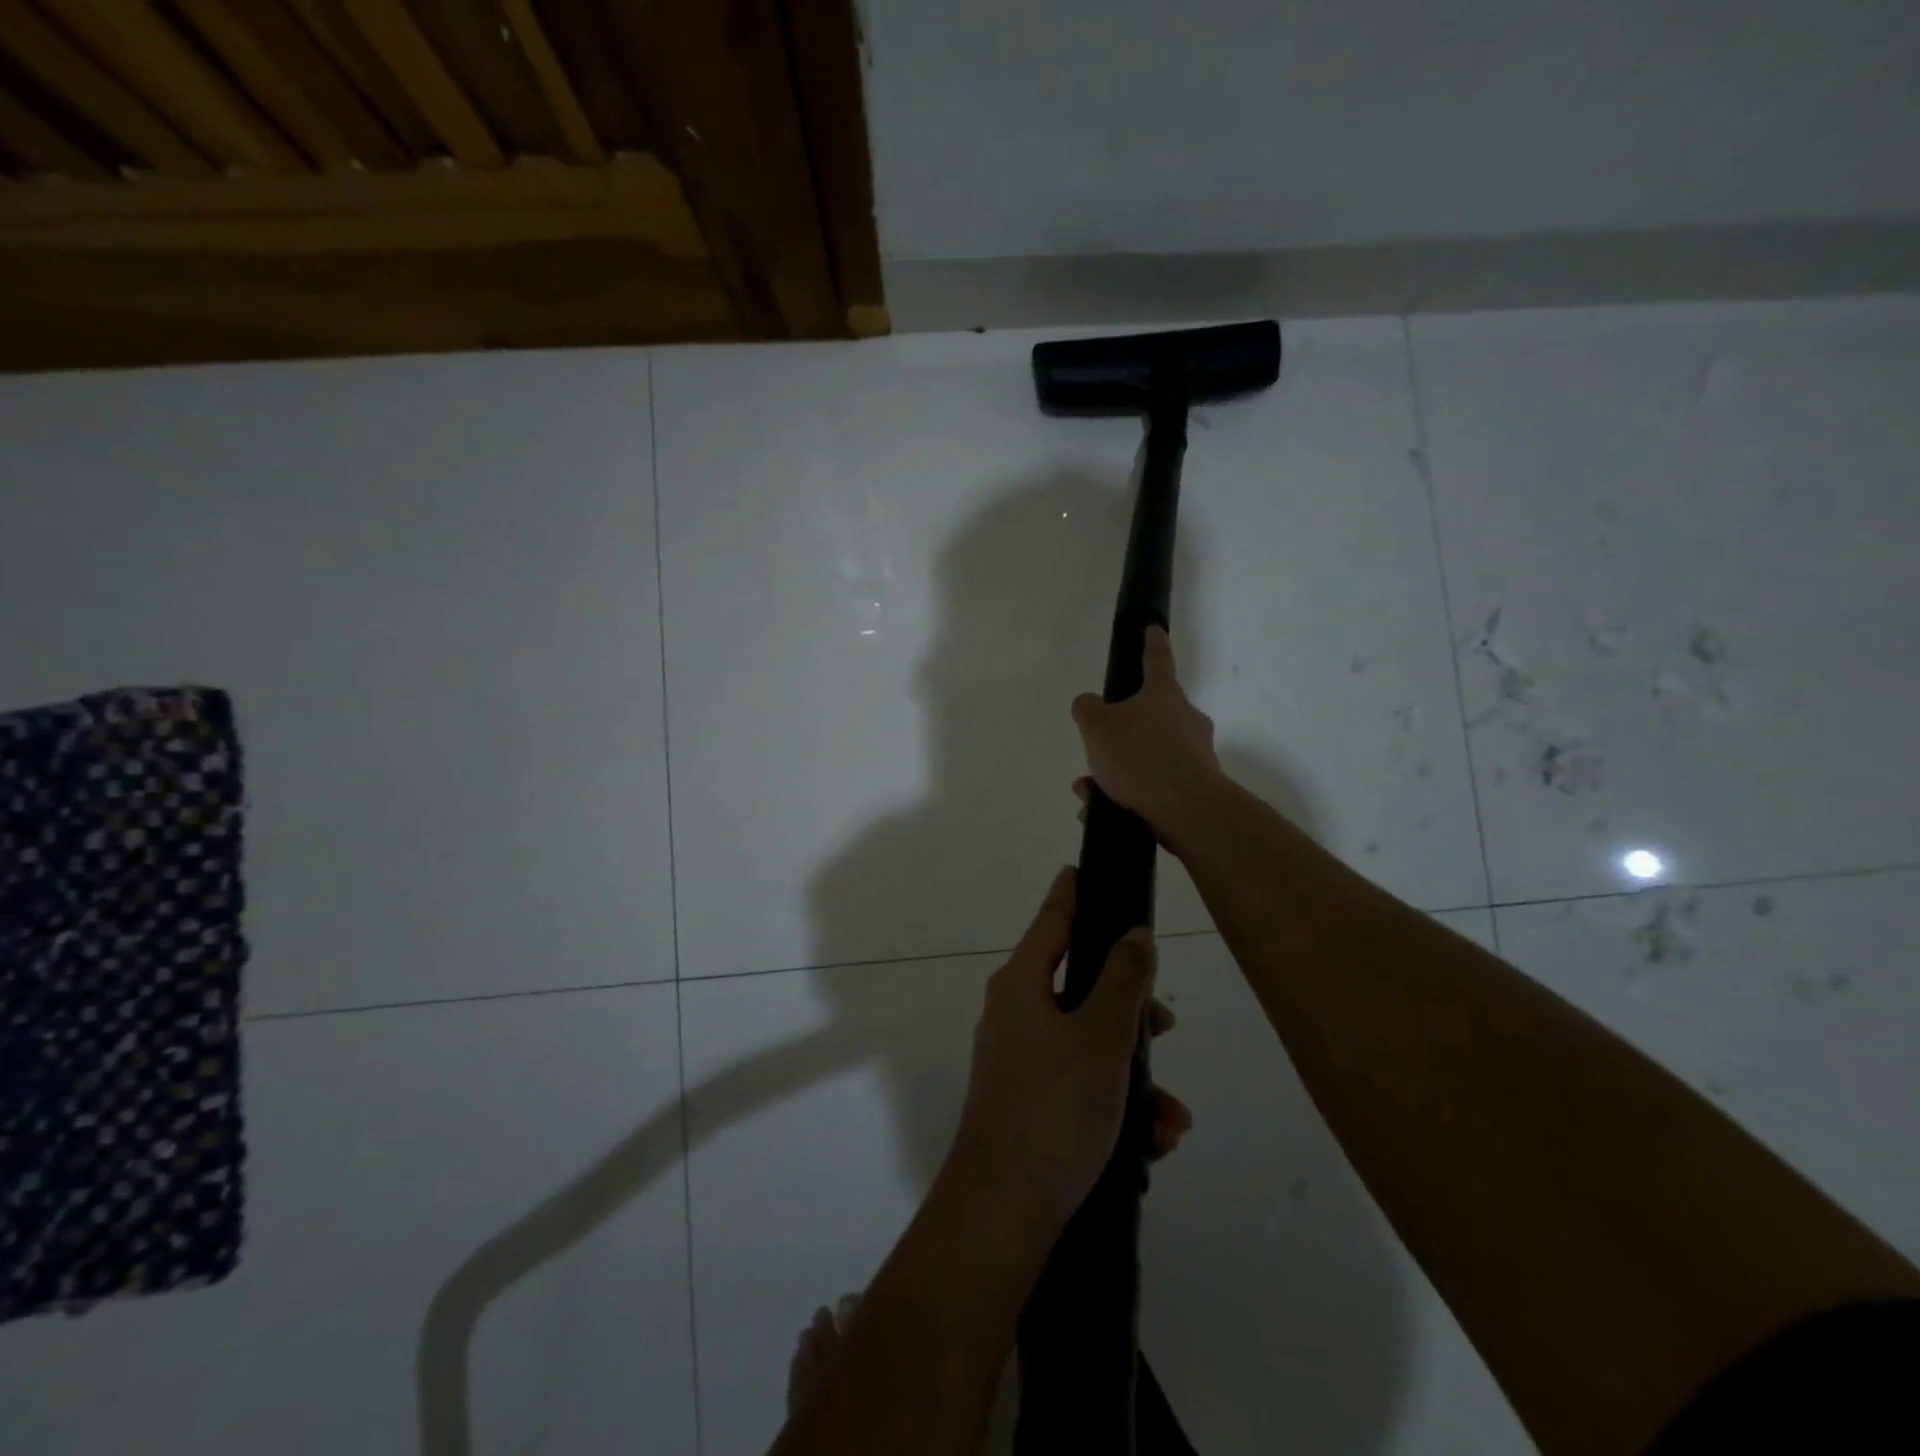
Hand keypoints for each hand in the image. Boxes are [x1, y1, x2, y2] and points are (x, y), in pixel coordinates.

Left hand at [946, 868, 1190, 1235]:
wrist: (1005, 1209)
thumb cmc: (1054, 1106)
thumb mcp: (1101, 1037)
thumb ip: (1124, 980)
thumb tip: (1134, 934)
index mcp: (1023, 983)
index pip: (1053, 918)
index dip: (1075, 891)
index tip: (1090, 867)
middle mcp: (1016, 1012)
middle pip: (1081, 984)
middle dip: (1130, 1007)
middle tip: (1165, 1026)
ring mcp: (1021, 1058)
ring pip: (1090, 1042)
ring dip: (1135, 1072)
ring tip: (1171, 1116)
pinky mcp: (1031, 1101)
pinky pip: (1082, 1084)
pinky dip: (1118, 1103)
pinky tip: (1154, 1141)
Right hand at [1071, 626, 1225, 851]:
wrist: (1187, 810)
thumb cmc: (1140, 756)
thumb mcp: (1097, 727)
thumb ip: (1087, 709)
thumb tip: (1089, 704)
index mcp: (1164, 695)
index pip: (1157, 660)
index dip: (1151, 643)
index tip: (1153, 630)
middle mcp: (1186, 719)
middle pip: (1151, 715)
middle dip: (1121, 733)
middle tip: (1097, 750)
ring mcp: (1196, 754)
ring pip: (1149, 754)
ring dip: (1119, 770)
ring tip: (1090, 791)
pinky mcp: (1197, 787)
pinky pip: (1155, 785)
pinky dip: (1130, 794)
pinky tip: (1104, 811)